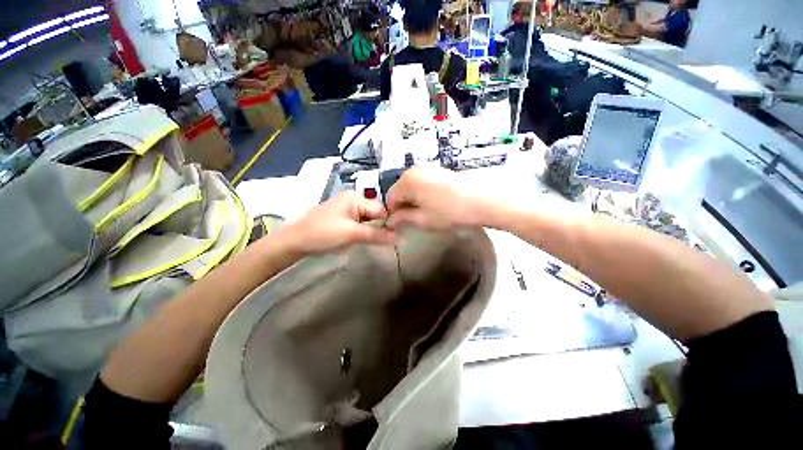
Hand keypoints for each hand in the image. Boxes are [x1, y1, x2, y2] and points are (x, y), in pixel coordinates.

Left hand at [279, 191, 394, 254]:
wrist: (294, 241)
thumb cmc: (323, 233)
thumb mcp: (352, 234)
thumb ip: (377, 235)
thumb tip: (399, 238)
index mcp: (355, 197)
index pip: (381, 209)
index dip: (388, 223)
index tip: (395, 237)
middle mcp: (353, 199)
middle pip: (375, 214)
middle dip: (379, 227)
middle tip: (384, 242)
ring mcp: (346, 209)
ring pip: (368, 220)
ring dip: (371, 231)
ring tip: (373, 242)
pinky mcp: (342, 218)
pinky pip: (359, 224)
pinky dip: (363, 232)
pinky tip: (361, 240)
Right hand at [386, 167, 484, 230]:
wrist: (480, 201)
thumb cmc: (448, 212)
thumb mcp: (422, 219)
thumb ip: (402, 218)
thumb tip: (390, 220)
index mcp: (407, 181)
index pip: (390, 197)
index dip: (393, 212)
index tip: (400, 223)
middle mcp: (413, 170)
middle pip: (400, 190)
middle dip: (403, 204)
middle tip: (413, 218)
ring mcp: (426, 168)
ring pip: (410, 186)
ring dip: (412, 199)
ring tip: (425, 211)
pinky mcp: (437, 169)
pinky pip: (421, 182)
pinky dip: (421, 192)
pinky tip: (433, 202)